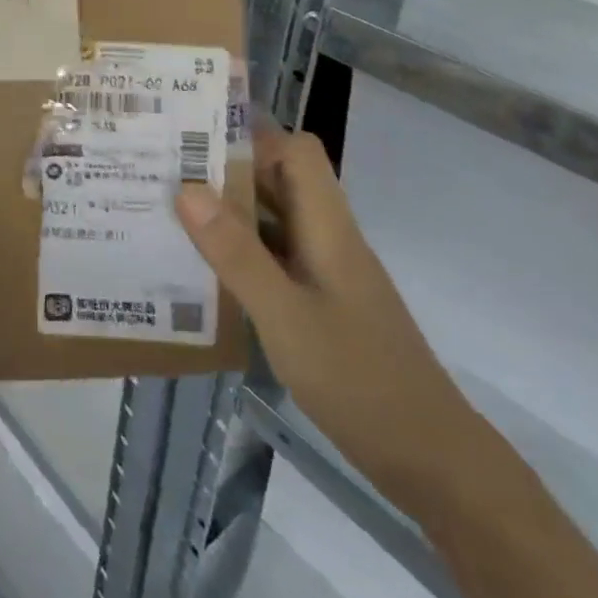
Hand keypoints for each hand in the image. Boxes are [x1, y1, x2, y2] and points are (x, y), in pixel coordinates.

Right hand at [176, 124, 488, 517]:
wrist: (430, 460)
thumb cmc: (358, 378)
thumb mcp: (285, 315)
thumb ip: (236, 253)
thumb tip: (187, 189)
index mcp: (328, 226)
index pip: (297, 151)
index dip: (253, 138)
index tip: (197, 142)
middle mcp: (328, 238)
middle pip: (280, 181)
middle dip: (227, 171)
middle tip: (166, 172)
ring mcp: (326, 272)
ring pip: (274, 221)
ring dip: (229, 214)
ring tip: (170, 214)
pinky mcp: (321, 304)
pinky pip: (274, 259)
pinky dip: (240, 254)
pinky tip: (203, 272)